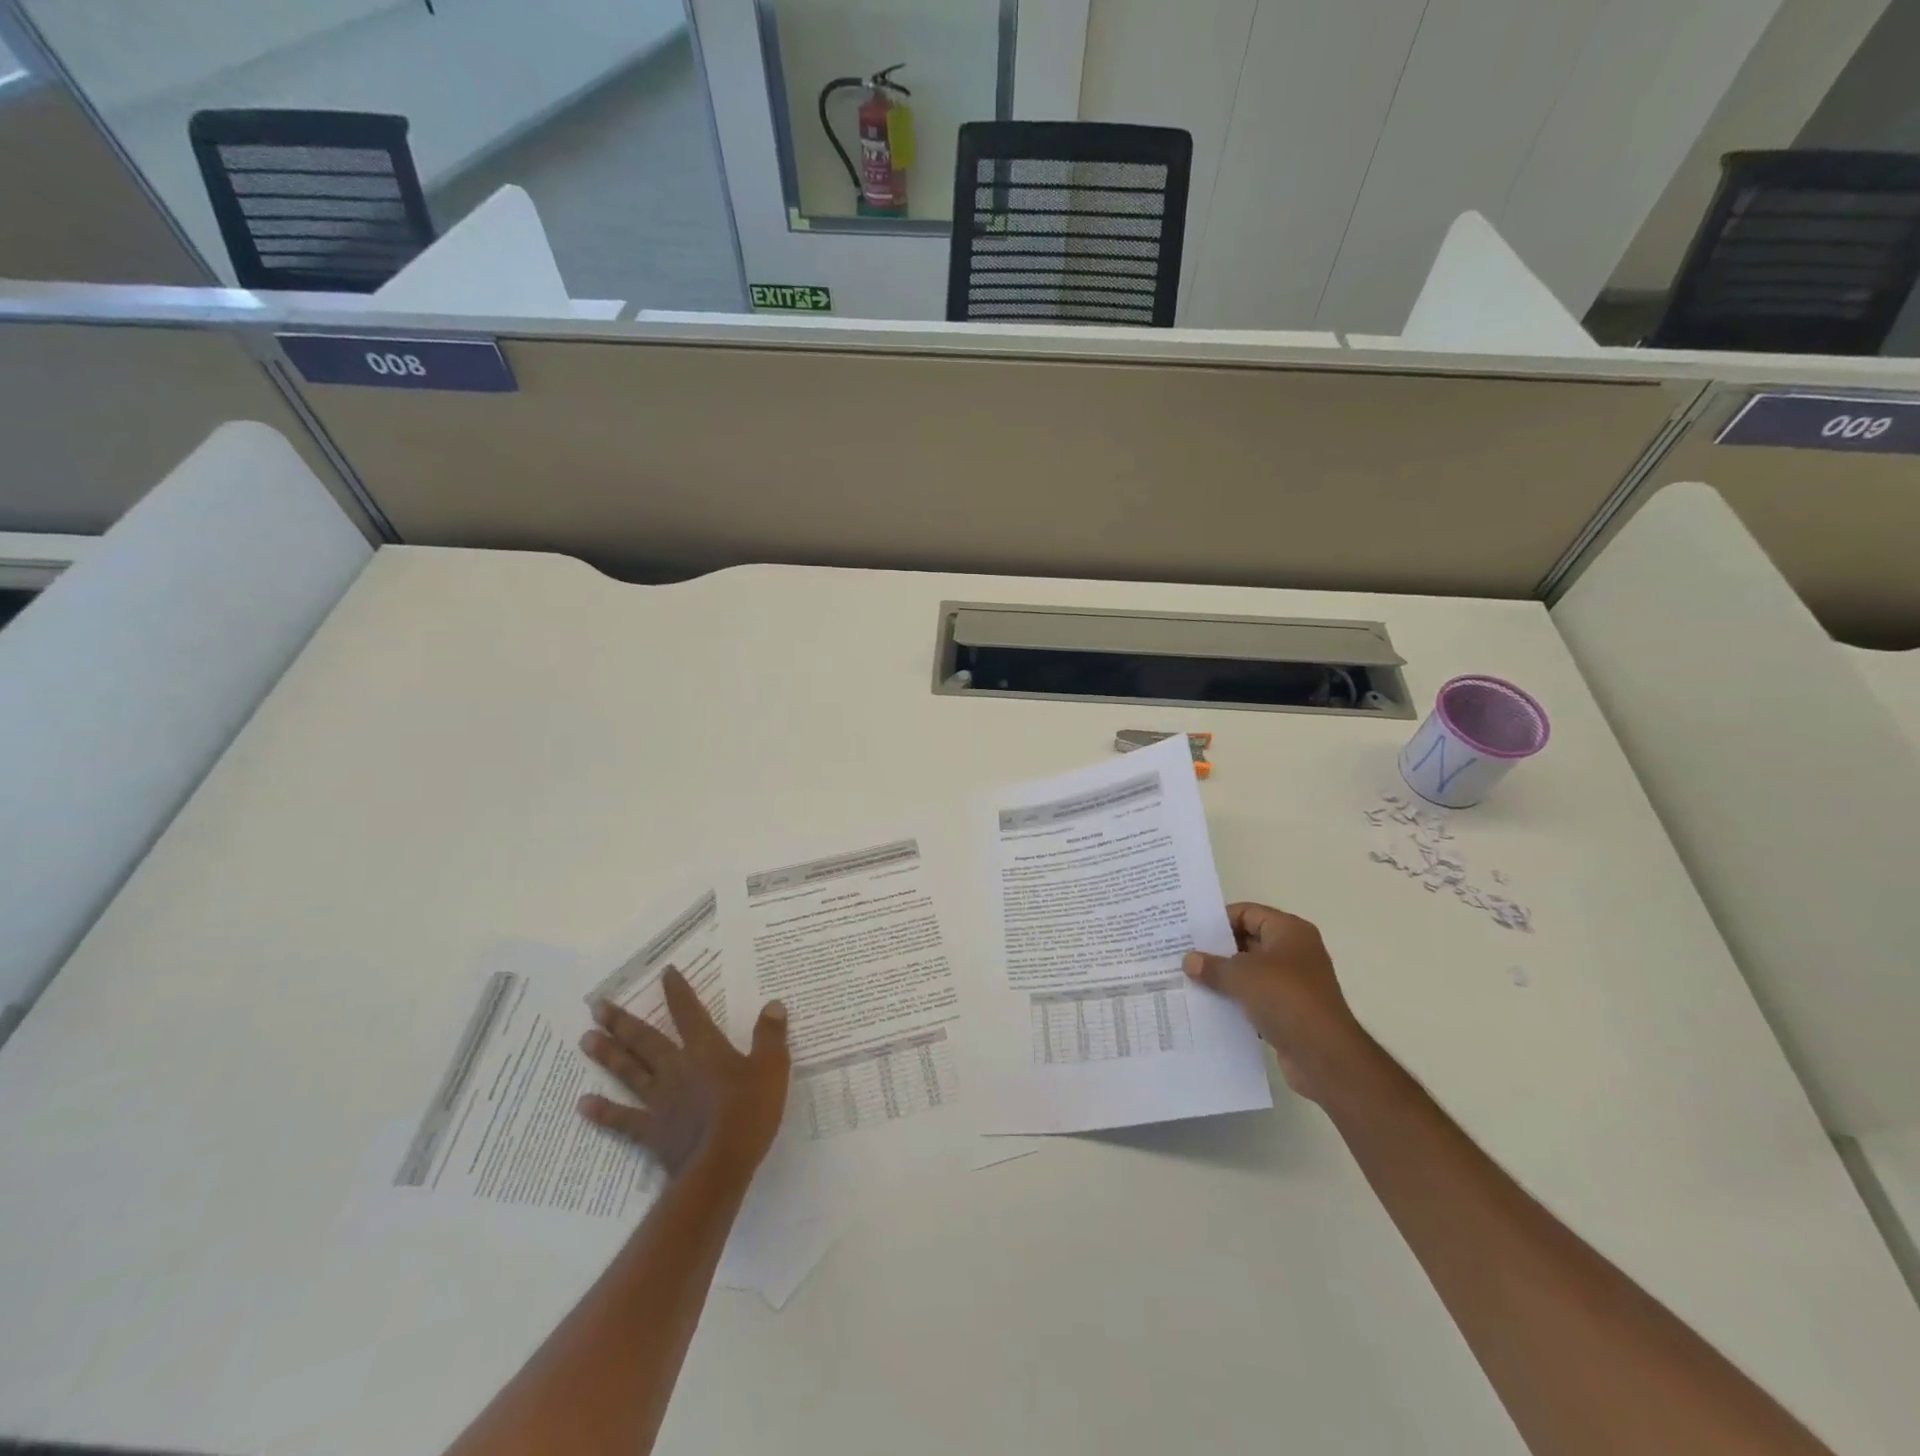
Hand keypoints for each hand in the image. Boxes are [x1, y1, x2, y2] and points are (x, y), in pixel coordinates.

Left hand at [576, 969, 790, 1176]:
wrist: (721, 1165)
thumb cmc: (749, 1112)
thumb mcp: (772, 1068)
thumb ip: (770, 1036)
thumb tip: (773, 1005)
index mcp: (706, 1050)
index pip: (689, 1013)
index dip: (677, 992)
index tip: (664, 972)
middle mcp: (676, 1069)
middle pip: (645, 1040)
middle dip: (623, 1021)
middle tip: (597, 1005)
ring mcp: (659, 1101)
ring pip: (629, 1072)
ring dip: (607, 1054)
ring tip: (585, 1038)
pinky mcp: (652, 1132)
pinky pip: (623, 1119)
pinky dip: (602, 1112)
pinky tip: (582, 1104)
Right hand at [1184, 903, 1374, 1103]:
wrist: (1326, 1057)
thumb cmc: (1286, 999)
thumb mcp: (1241, 975)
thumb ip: (1212, 965)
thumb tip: (1188, 960)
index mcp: (1289, 931)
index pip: (1247, 913)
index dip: (1218, 920)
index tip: (1189, 931)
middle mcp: (1294, 952)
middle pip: (1247, 941)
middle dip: (1216, 950)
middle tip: (1182, 954)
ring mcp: (1293, 983)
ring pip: (1250, 972)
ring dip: (1224, 977)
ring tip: (1188, 980)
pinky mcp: (1290, 1011)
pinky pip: (1255, 998)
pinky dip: (1235, 1001)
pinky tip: (1208, 1006)